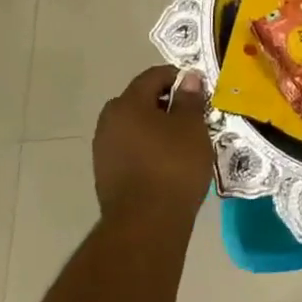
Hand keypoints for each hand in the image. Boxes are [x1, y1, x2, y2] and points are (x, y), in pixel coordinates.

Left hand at [93, 65, 213, 222]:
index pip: (153, 76)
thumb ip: (189, 98)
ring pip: (134, 126)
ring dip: (155, 127)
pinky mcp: (106, 175)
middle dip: (165, 103)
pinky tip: (166, 163)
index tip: (198, 90)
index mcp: (127, 103)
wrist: (146, 225)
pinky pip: (130, 149)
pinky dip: (147, 148)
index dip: (177, 77)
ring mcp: (103, 150)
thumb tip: (189, 78)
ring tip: (181, 142)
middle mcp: (109, 122)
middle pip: (139, 100)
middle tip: (191, 116)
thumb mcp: (191, 127)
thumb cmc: (173, 166)